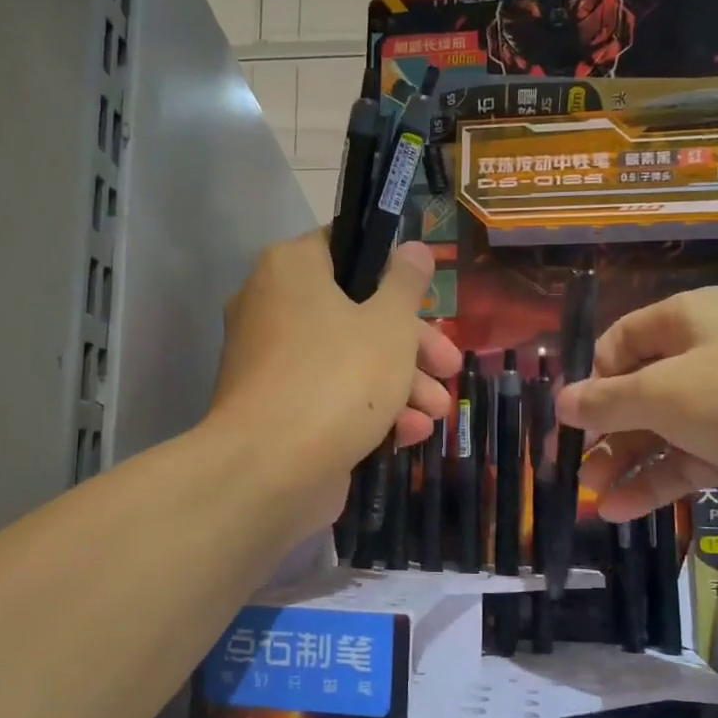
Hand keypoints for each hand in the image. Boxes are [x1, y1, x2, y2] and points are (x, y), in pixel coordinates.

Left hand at [208, 230, 462, 523]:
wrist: (269, 470)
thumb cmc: (338, 377)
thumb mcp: (389, 324)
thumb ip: (406, 284)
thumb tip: (414, 248)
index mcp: (291, 269)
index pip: (344, 247)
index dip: (390, 269)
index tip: (424, 295)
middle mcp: (273, 307)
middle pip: (355, 312)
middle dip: (412, 344)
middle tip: (448, 364)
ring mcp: (272, 362)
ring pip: (347, 359)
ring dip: (400, 384)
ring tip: (439, 411)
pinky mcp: (277, 409)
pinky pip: (328, 396)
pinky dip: (368, 410)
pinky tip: (411, 434)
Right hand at [553, 286, 717, 535]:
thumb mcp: (661, 394)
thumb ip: (604, 401)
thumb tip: (561, 402)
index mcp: (691, 318)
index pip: (623, 339)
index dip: (593, 376)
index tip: (571, 416)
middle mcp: (711, 354)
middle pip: (640, 390)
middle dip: (603, 431)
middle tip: (571, 466)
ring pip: (663, 431)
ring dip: (624, 463)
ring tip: (591, 498)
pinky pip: (690, 462)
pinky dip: (656, 484)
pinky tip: (622, 511)